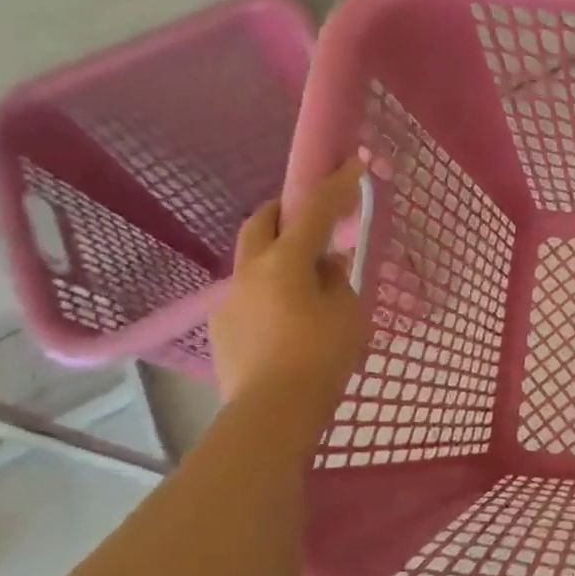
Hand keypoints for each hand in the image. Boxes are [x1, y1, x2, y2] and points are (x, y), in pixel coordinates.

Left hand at [211, 157, 370, 403]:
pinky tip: (287, 317)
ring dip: (276, 254)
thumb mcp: (348, 313)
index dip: (335, 185)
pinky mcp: (223, 328)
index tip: (351, 163)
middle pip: (261, 222)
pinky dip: (269, 289)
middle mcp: (250, 271)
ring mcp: (230, 299)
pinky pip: (248, 293)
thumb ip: (337, 281)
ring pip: (252, 259)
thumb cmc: (322, 356)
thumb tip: (324, 267)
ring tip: (304, 279)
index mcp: (285, 261)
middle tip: (311, 217)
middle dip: (286, 210)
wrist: (273, 412)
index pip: (314, 210)